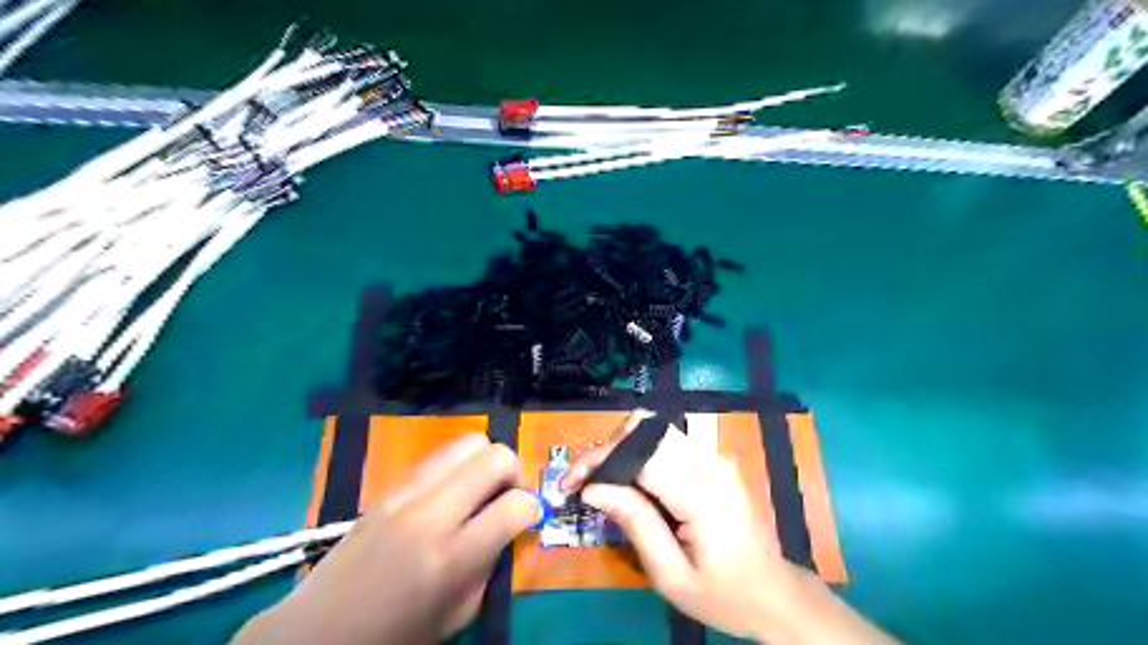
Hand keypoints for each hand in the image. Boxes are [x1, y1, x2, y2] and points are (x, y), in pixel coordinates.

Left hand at [230, 434, 544, 644]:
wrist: (317, 632)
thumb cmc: (393, 637)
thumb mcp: (457, 615)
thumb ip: (489, 565)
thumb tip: (509, 527)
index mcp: (451, 558)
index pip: (515, 506)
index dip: (533, 508)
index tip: (532, 516)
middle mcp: (431, 515)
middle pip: (495, 457)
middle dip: (515, 472)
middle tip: (510, 495)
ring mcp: (406, 495)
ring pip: (468, 443)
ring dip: (487, 461)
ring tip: (483, 487)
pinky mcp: (389, 487)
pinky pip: (438, 456)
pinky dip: (458, 465)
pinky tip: (452, 492)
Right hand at [561, 414, 901, 644]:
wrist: (774, 593)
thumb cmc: (723, 594)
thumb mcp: (671, 574)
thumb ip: (635, 523)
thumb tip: (593, 489)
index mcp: (701, 494)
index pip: (639, 456)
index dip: (599, 462)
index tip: (570, 484)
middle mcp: (709, 463)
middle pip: (646, 429)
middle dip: (607, 449)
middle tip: (585, 482)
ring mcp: (715, 457)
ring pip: (655, 427)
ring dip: (623, 447)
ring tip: (602, 480)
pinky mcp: (715, 460)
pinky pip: (669, 440)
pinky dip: (641, 451)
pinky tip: (629, 479)